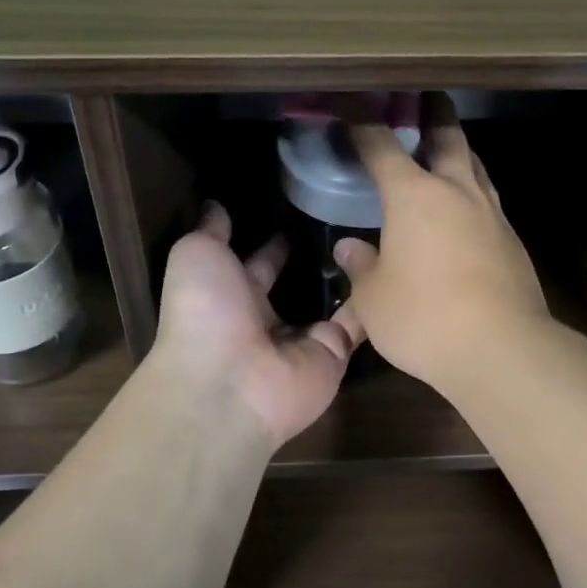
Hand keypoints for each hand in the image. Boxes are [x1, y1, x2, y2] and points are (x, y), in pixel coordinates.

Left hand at [150, 203, 362, 447]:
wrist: (229, 382)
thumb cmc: (204, 312)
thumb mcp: (196, 255)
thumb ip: (211, 230)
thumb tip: (215, 205)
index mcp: (230, 296)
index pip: (257, 263)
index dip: (273, 242)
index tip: (299, 210)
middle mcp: (266, 319)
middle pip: (296, 285)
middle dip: (315, 258)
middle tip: (346, 219)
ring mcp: (302, 339)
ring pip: (331, 302)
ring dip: (349, 276)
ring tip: (374, 234)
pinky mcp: (334, 353)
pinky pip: (358, 323)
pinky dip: (373, 300)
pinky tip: (389, 267)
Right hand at [336, 97, 551, 394]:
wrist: (503, 348)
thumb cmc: (424, 318)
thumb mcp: (374, 298)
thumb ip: (361, 267)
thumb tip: (349, 248)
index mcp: (413, 196)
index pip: (381, 146)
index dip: (363, 122)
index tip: (352, 102)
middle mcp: (456, 192)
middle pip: (447, 138)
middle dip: (433, 114)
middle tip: (427, 98)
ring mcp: (491, 214)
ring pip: (476, 165)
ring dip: (461, 148)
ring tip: (450, 146)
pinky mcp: (512, 240)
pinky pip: (489, 199)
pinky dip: (474, 189)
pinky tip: (467, 207)